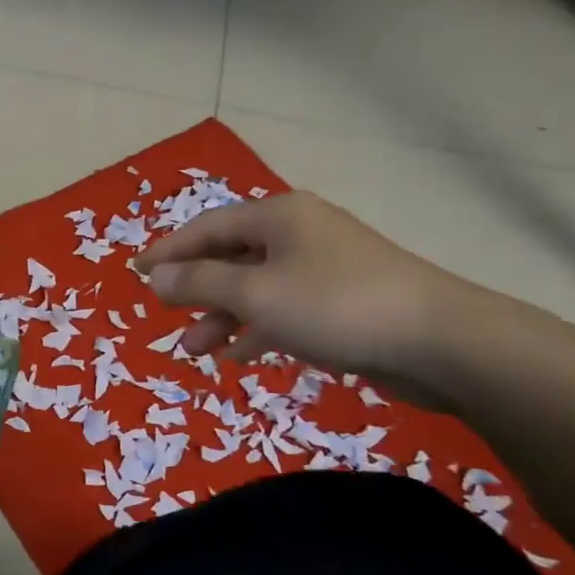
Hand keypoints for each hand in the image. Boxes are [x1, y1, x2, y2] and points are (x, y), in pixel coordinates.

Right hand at [133, 191, 483, 398]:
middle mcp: (298, 234)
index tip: (134, 272)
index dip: (167, 250)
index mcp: (278, 217)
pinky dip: (258, 330)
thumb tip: (154, 277)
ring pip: (255, 288)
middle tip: (163, 315)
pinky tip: (238, 358)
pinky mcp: (342, 303)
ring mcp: (323, 269)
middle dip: (194, 290)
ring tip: (194, 350)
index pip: (207, 227)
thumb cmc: (335, 306)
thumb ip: (199, 283)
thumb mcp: (255, 293)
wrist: (439, 342)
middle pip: (230, 257)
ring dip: (222, 317)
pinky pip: (283, 310)